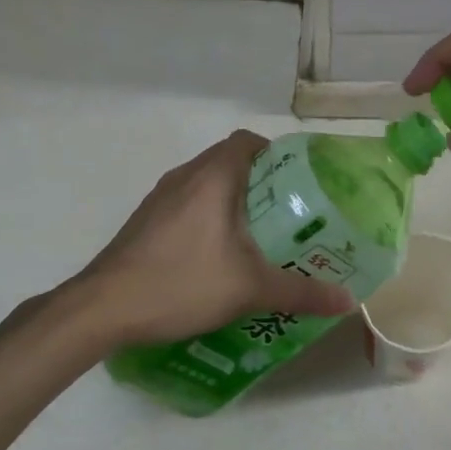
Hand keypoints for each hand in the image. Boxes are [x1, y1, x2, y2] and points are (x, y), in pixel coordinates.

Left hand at [72, 130, 355, 348]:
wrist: (102, 308)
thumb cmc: (181, 283)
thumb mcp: (249, 289)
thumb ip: (301, 292)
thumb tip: (348, 301)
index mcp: (212, 177)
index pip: (248, 141)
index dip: (276, 153)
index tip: (298, 182)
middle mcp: (185, 177)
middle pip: (229, 161)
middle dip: (261, 182)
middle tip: (288, 214)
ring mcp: (159, 198)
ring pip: (206, 184)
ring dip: (232, 200)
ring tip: (259, 235)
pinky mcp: (145, 221)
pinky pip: (187, 204)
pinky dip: (207, 216)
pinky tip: (217, 255)